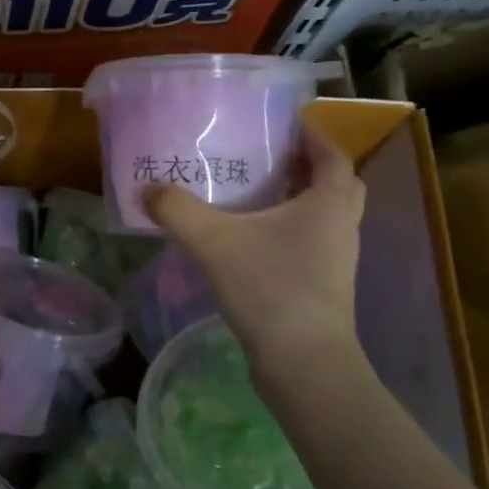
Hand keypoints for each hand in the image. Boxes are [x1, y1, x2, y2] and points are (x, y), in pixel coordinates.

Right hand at [143, 120, 366, 384]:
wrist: (303, 364)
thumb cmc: (270, 289)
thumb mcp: (215, 242)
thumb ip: (178, 211)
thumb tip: (146, 189)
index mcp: (328, 204)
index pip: (332, 156)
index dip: (313, 136)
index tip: (285, 124)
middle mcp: (342, 227)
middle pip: (338, 185)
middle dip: (311, 168)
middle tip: (274, 159)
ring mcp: (337, 261)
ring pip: (327, 217)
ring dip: (302, 201)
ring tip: (259, 194)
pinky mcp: (325, 288)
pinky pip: (314, 244)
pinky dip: (292, 231)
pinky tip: (254, 240)